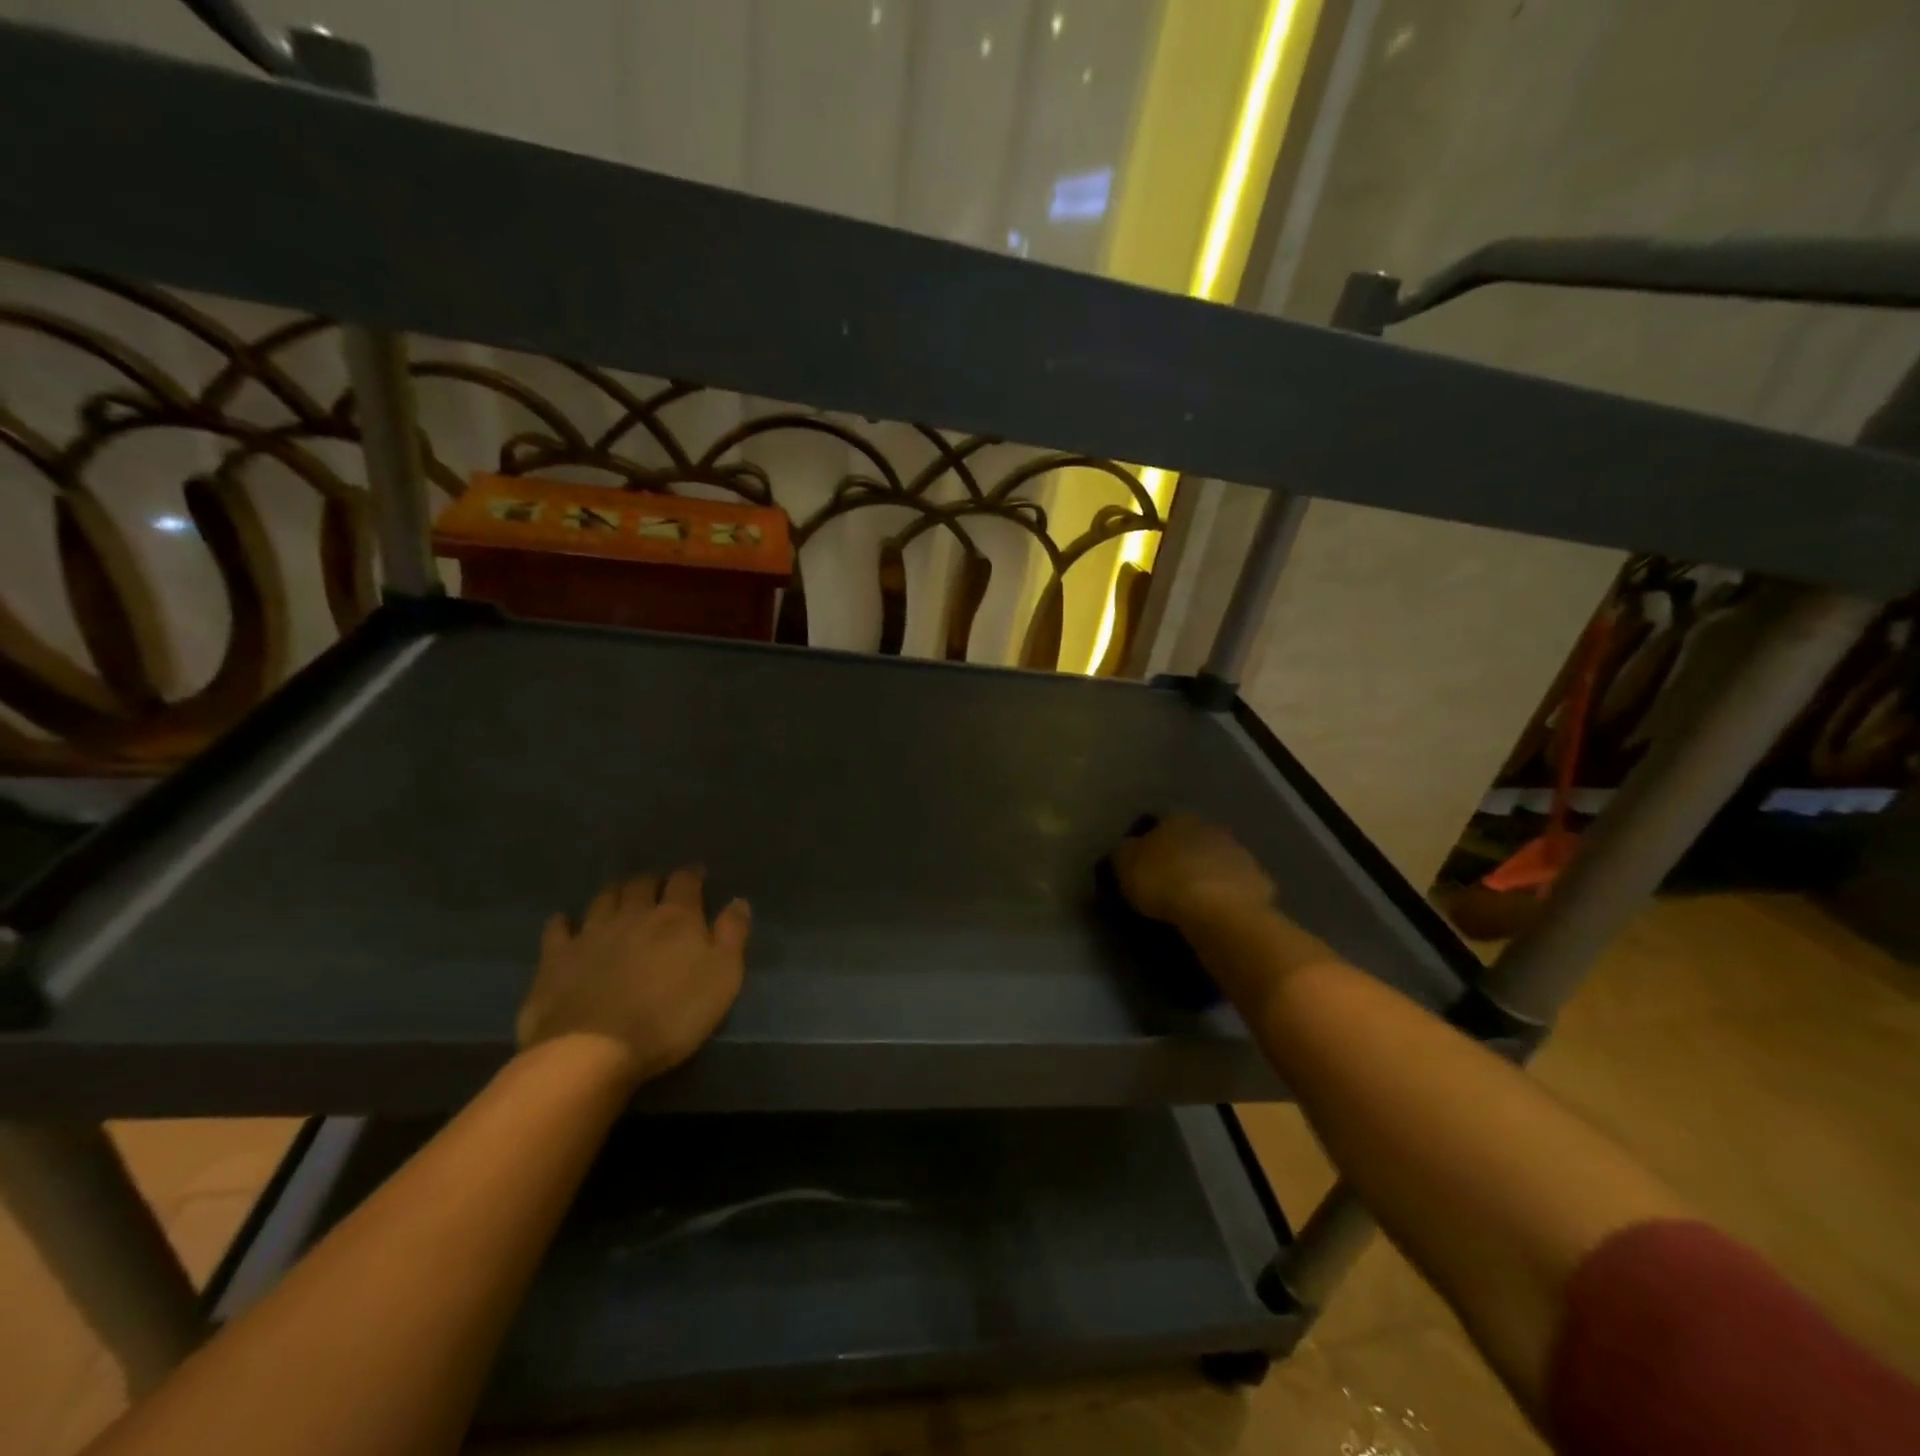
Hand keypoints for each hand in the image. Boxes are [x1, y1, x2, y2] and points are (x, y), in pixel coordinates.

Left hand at [517, 866, 748, 1088]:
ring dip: (615, 893)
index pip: (685, 881)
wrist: (593, 1050)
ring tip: (620, 897)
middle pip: (641, 884)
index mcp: (676, 917)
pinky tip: (566, 923)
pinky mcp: (556, 958)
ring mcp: (591, 933)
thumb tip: (738, 901)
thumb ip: (733, 935)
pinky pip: (558, 928)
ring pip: (603, 898)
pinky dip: (564, 922)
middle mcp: (633, 914)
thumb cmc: (671, 1016)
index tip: (698, 875)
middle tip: (658, 888)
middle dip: (652, 881)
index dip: (692, 875)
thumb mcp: (723, 978)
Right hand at [1112, 814, 1274, 926]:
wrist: (1220, 911)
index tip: (1142, 868)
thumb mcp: (1125, 865)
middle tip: (1167, 884)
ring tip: (1193, 903)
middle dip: (1181, 858)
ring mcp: (1240, 853)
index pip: (1159, 824)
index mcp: (1177, 819)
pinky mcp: (1260, 881)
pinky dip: (1227, 896)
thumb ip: (1124, 853)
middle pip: (1191, 840)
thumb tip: (1128, 850)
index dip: (1149, 845)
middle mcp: (1210, 827)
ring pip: (1216, 861)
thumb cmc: (1164, 881)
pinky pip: (1236, 887)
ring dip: (1206, 875)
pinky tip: (1217, 915)